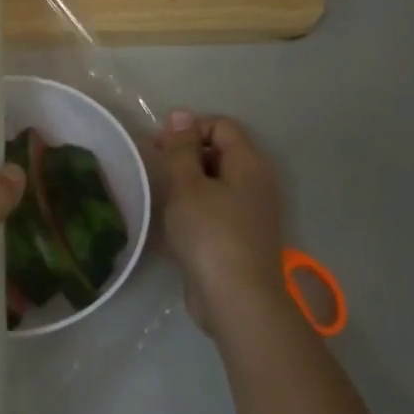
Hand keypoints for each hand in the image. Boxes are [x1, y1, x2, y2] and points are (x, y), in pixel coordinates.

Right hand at [152, 109, 289, 338]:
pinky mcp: (241, 237)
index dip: (189, 128)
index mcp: (249, 163)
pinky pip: (217, 208)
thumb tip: (181, 115)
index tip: (160, 147)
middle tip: (156, 170)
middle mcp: (256, 182)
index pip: (220, 125)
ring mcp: (251, 211)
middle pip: (220, 152)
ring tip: (161, 196)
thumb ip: (181, 149)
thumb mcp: (187, 186)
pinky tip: (175, 223)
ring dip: (188, 184)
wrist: (236, 299)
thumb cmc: (210, 234)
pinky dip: (196, 208)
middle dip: (186, 155)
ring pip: (217, 182)